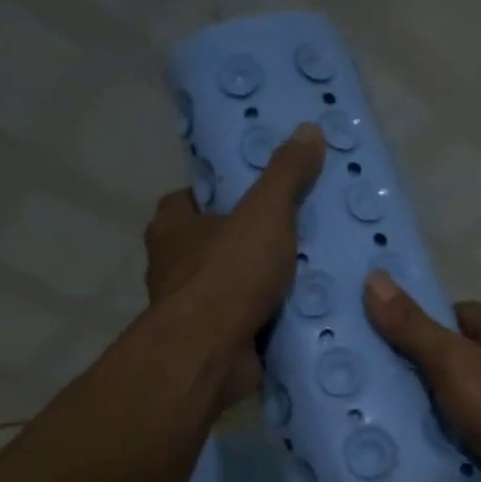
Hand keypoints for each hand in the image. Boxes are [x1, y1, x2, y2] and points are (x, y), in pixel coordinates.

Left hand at [143, 123, 324, 409]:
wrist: (212, 352)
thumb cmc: (229, 272)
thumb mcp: (266, 212)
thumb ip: (286, 174)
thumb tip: (308, 129)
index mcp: (172, 227)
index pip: (189, 199)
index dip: (219, 195)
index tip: (256, 196)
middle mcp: (172, 266)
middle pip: (211, 244)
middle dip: (245, 242)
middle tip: (292, 234)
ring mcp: (190, 309)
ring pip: (228, 286)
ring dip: (258, 284)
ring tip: (306, 274)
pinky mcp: (212, 342)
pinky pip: (243, 321)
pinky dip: (265, 318)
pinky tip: (300, 314)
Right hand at [362, 271, 480, 481]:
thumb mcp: (452, 362)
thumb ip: (412, 326)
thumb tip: (373, 278)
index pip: (452, 314)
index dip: (418, 323)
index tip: (381, 342)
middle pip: (455, 355)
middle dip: (420, 369)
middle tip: (374, 383)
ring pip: (463, 394)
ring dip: (434, 406)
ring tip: (386, 417)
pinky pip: (474, 426)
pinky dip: (452, 433)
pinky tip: (423, 444)